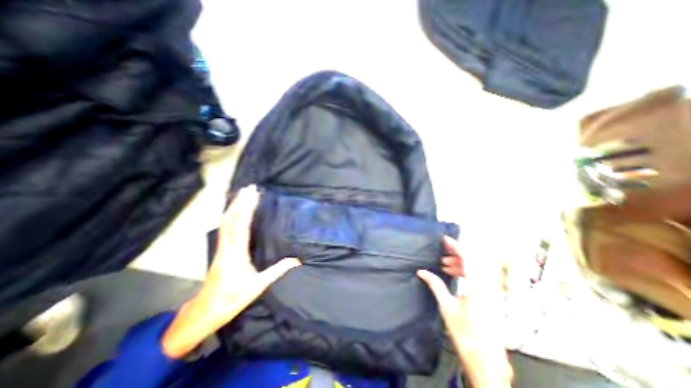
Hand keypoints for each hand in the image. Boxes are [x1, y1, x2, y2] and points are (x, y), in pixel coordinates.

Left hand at [163, 186, 302, 358]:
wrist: (204, 311)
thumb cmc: (232, 299)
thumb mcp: (258, 286)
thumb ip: (278, 270)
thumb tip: (297, 259)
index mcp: (236, 252)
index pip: (241, 225)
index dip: (247, 208)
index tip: (254, 194)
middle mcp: (227, 246)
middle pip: (231, 218)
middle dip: (240, 201)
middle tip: (250, 187)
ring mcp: (221, 247)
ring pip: (225, 222)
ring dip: (234, 206)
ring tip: (242, 194)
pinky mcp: (220, 250)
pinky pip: (225, 227)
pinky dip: (230, 215)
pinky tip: (234, 211)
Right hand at [415, 237, 511, 387]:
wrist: (486, 361)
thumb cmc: (465, 334)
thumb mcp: (446, 307)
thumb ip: (435, 285)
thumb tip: (421, 271)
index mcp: (477, 287)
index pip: (468, 257)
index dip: (455, 245)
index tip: (443, 239)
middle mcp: (487, 286)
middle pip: (474, 260)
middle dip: (456, 253)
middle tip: (442, 252)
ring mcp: (491, 292)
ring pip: (476, 268)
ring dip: (460, 263)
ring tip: (444, 264)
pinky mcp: (490, 297)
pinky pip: (478, 277)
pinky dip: (465, 272)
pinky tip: (453, 274)